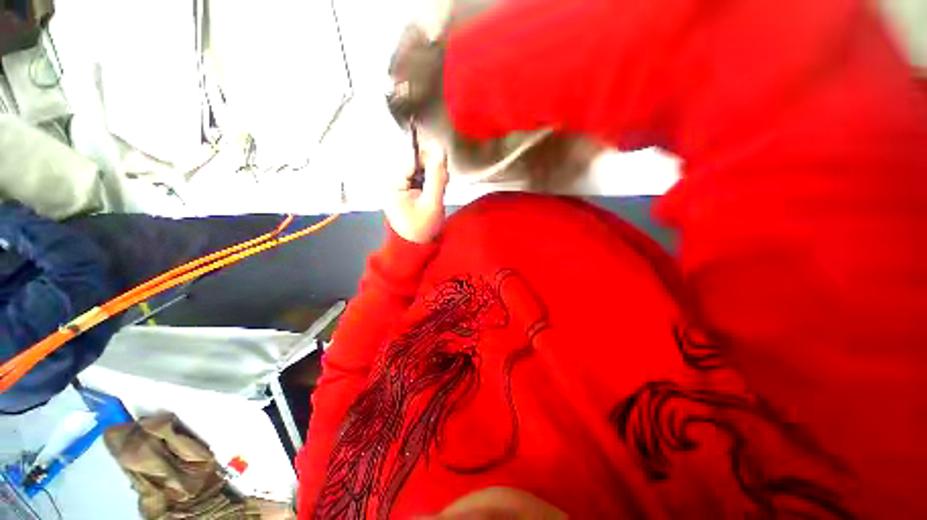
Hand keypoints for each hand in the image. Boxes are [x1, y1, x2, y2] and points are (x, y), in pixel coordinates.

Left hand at [384, 144, 448, 243]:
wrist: (416, 244)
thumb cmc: (423, 228)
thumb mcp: (432, 203)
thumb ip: (437, 177)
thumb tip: (440, 151)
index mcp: (391, 183)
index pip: (411, 158)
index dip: (430, 161)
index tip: (443, 174)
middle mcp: (390, 180)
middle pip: (415, 162)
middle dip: (431, 171)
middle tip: (442, 186)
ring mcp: (396, 184)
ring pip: (418, 168)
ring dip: (432, 177)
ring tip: (437, 193)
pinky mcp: (403, 188)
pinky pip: (418, 176)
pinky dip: (428, 182)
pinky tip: (433, 193)